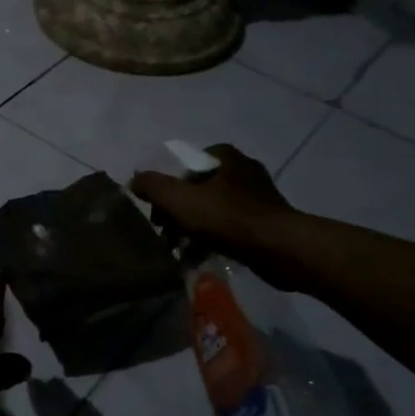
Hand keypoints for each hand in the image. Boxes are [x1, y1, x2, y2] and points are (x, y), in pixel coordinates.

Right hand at [129, 143, 303, 283]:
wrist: (280, 249)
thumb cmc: (228, 218)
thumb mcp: (180, 200)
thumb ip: (153, 187)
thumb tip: (134, 179)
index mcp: (225, 157)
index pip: (186, 165)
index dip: (168, 187)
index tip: (159, 210)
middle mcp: (243, 170)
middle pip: (198, 188)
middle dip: (178, 212)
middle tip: (166, 233)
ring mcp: (257, 196)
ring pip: (213, 209)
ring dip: (193, 229)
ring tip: (179, 251)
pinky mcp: (266, 221)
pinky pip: (229, 227)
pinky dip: (213, 240)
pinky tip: (199, 258)